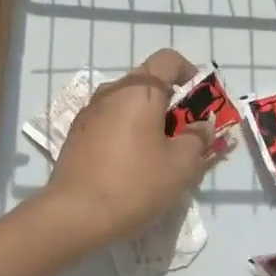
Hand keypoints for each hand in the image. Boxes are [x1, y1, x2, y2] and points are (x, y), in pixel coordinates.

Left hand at [33, 49, 214, 255]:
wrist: (73, 215)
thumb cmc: (134, 183)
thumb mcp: (180, 166)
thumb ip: (197, 139)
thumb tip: (202, 125)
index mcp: (139, 90)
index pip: (168, 60)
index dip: (189, 73)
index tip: (199, 102)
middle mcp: (111, 91)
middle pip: (148, 83)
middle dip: (171, 104)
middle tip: (184, 136)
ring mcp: (89, 112)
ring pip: (127, 104)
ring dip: (147, 120)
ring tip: (158, 155)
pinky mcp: (76, 134)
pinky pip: (110, 122)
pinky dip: (126, 133)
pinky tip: (130, 165)